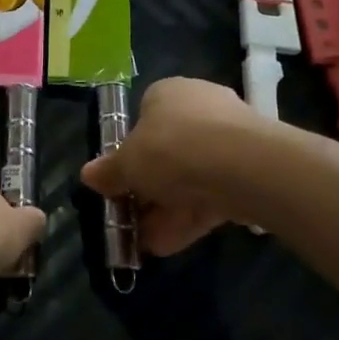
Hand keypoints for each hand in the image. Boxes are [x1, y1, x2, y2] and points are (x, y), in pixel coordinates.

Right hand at [81, 78, 263, 255]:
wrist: (242, 166)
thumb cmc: (171, 149)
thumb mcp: (127, 164)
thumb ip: (108, 172)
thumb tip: (88, 175)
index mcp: (168, 93)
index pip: (144, 117)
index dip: (129, 151)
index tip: (120, 181)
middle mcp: (200, 108)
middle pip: (167, 152)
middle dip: (148, 190)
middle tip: (132, 218)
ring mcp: (229, 139)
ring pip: (190, 178)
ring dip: (166, 211)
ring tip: (145, 245)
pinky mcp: (250, 170)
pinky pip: (212, 195)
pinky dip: (190, 219)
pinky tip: (168, 246)